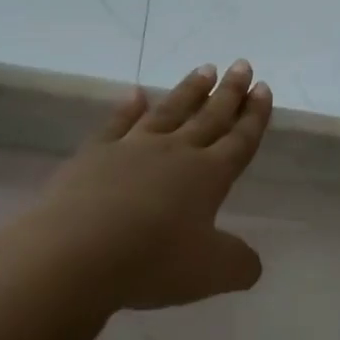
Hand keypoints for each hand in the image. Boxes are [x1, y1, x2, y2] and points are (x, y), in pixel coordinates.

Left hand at [38, 61, 272, 308]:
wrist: (76, 253)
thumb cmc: (153, 261)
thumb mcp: (213, 274)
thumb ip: (240, 264)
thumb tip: (251, 262)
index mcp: (209, 176)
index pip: (239, 140)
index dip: (254, 116)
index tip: (263, 88)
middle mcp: (175, 153)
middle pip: (209, 117)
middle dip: (229, 92)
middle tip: (241, 65)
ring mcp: (132, 149)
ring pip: (169, 112)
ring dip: (189, 91)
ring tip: (204, 69)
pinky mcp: (94, 156)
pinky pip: (117, 124)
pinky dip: (128, 107)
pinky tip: (136, 93)